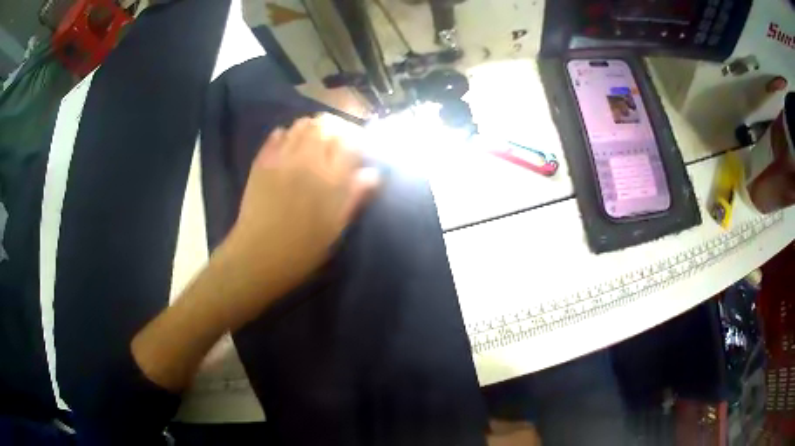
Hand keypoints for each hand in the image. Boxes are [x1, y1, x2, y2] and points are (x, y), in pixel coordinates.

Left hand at [214, 115, 379, 327]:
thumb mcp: (336, 228)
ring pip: (302, 125)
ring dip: (313, 128)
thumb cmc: (302, 249)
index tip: (360, 151)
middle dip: (337, 130)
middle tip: (339, 144)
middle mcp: (307, 159)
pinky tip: (290, 146)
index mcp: (330, 177)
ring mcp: (281, 157)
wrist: (258, 256)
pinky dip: (288, 134)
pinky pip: (277, 135)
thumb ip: (355, 196)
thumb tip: (373, 174)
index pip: (351, 141)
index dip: (358, 141)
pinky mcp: (262, 161)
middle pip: (326, 125)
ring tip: (316, 142)